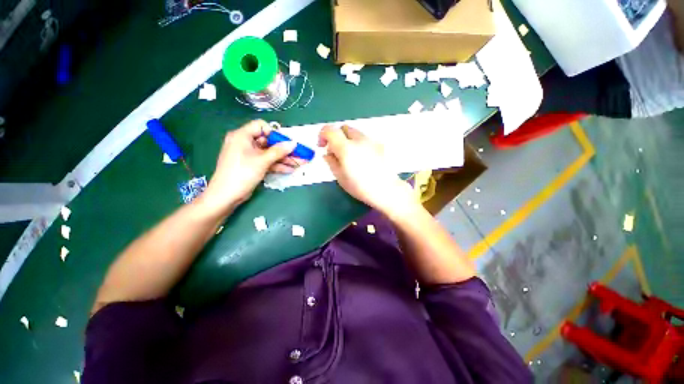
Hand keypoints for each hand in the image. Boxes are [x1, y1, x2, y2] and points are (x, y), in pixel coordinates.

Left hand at [198, 120, 299, 214]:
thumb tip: (293, 143)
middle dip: (284, 149)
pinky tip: (289, 169)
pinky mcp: (251, 165)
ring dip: (283, 159)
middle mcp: (244, 143)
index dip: (274, 133)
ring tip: (299, 163)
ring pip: (269, 153)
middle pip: (268, 141)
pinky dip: (277, 165)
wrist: (226, 195)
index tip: (285, 142)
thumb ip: (279, 151)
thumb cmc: (242, 173)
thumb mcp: (262, 161)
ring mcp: (248, 155)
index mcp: (242, 136)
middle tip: (298, 153)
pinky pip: (266, 162)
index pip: (260, 126)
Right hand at [318, 125, 417, 215]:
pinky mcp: (379, 145)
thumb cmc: (361, 187)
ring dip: (347, 140)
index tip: (322, 146)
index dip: (322, 135)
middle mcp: (359, 140)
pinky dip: (358, 144)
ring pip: (354, 133)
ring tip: (349, 157)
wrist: (386, 190)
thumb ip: (331, 162)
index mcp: (346, 148)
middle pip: (343, 128)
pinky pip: (364, 139)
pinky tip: (362, 159)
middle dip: (336, 137)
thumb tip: (327, 153)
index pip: (330, 130)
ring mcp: (371, 141)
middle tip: (335, 152)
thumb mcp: (340, 177)